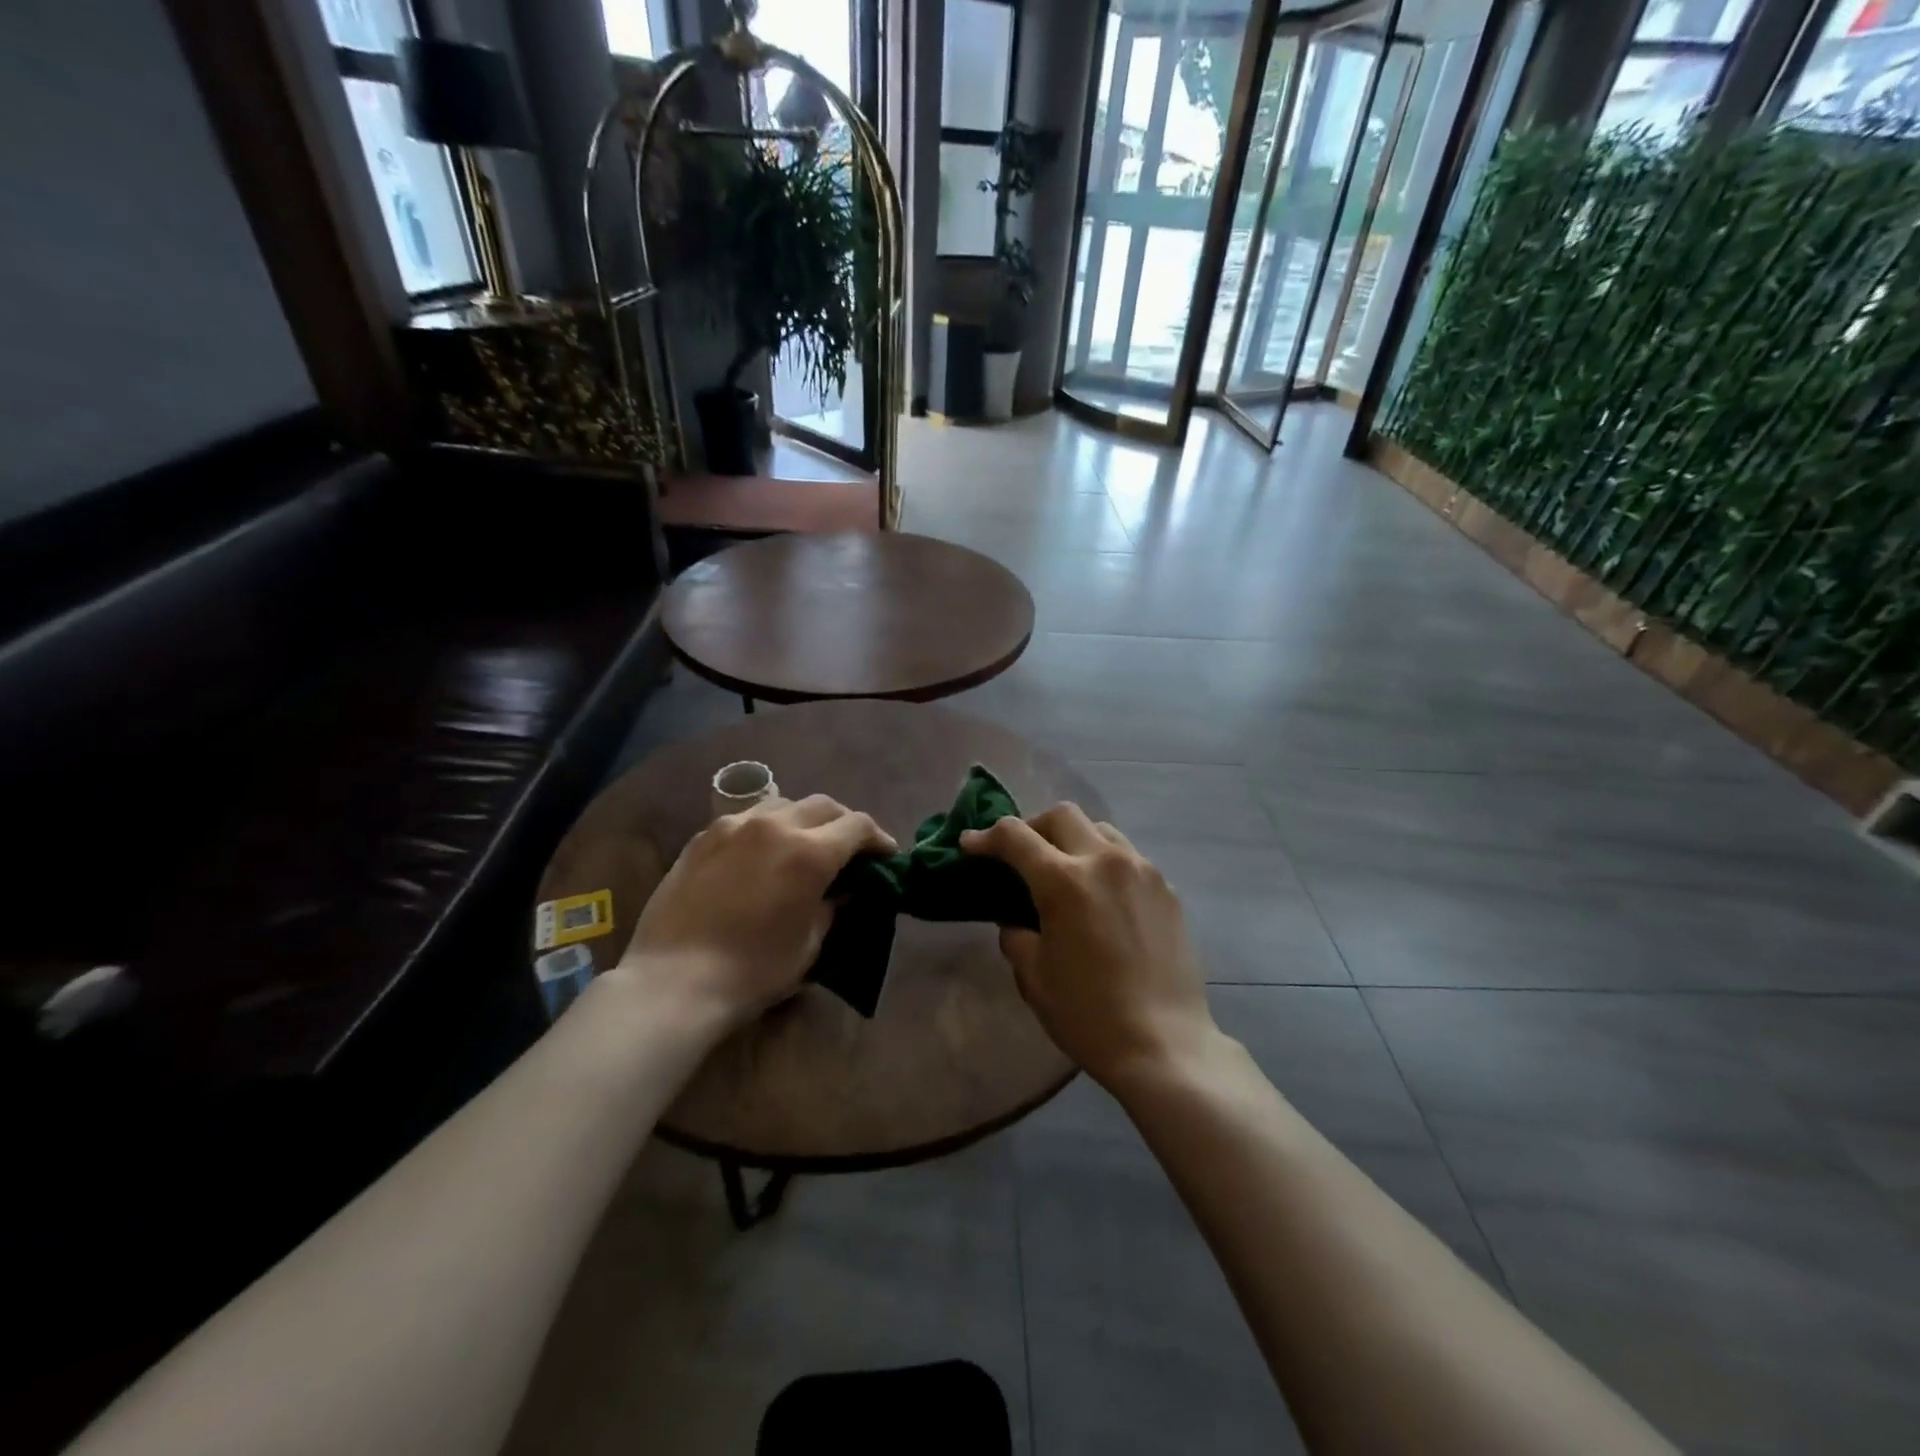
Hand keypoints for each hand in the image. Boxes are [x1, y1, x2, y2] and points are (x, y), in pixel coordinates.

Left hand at [619, 795, 894, 1023]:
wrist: (675, 981)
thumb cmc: (753, 971)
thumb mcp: (810, 944)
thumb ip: (832, 906)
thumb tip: (841, 889)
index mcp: (810, 852)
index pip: (858, 826)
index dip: (878, 838)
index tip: (885, 855)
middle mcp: (775, 825)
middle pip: (823, 805)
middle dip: (844, 822)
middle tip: (849, 848)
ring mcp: (734, 826)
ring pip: (783, 804)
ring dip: (804, 818)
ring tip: (804, 843)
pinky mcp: (703, 837)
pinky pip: (746, 818)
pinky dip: (766, 827)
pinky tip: (761, 851)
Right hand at [961, 803, 1216, 1089]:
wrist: (1165, 1045)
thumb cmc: (1089, 1015)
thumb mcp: (1034, 976)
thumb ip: (1016, 934)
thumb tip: (1016, 918)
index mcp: (1065, 882)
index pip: (1015, 837)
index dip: (986, 837)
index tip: (970, 845)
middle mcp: (1105, 861)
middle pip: (1062, 815)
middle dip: (1032, 826)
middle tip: (1020, 855)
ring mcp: (1142, 871)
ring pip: (1100, 829)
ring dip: (1073, 840)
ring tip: (1064, 870)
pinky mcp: (1167, 889)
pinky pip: (1129, 858)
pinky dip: (1105, 863)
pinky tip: (1102, 898)